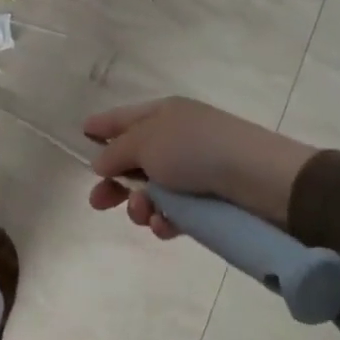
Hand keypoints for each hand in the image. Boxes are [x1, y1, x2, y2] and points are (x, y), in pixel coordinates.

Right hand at [83, 97, 314, 236]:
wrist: (258, 179)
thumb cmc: (195, 149)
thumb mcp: (145, 142)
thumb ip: (116, 152)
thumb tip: (100, 162)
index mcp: (163, 113)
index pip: (124, 117)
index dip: (103, 125)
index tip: (82, 133)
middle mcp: (177, 138)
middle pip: (134, 159)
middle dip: (114, 181)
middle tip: (97, 202)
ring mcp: (194, 171)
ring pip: (152, 191)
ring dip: (139, 205)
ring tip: (142, 213)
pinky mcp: (208, 202)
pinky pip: (175, 212)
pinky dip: (164, 220)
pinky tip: (163, 226)